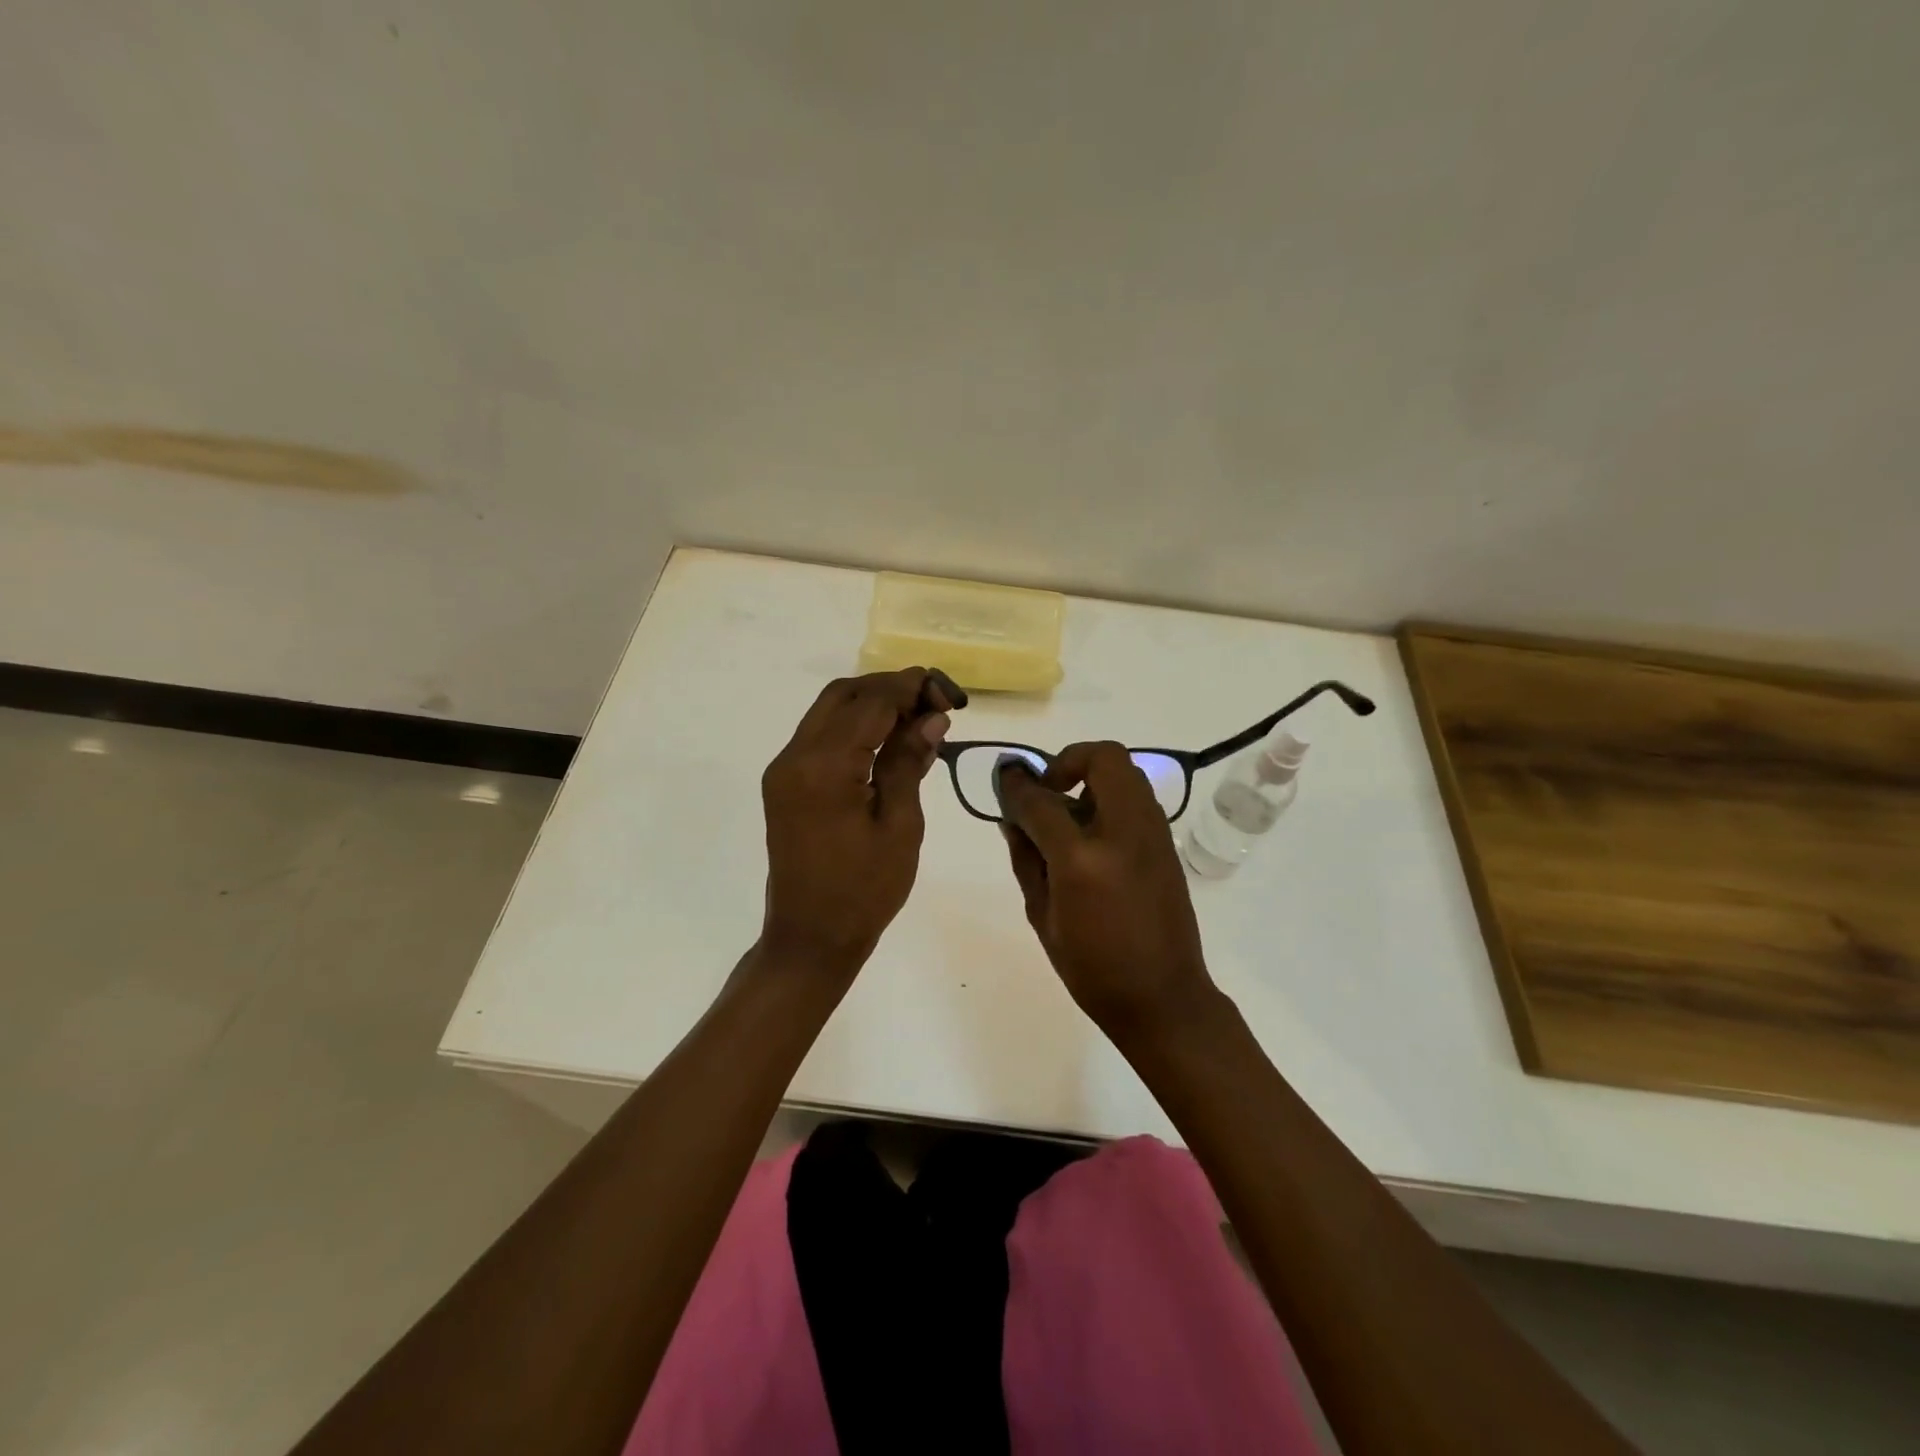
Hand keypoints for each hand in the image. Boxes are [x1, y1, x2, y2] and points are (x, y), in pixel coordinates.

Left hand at [757, 668, 953, 976]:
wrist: (810, 938)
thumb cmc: (864, 891)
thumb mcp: (900, 826)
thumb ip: (909, 762)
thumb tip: (931, 717)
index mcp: (824, 767)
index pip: (871, 703)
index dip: (911, 689)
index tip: (949, 695)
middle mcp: (795, 756)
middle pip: (844, 695)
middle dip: (890, 688)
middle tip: (935, 703)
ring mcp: (784, 768)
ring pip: (829, 710)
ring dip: (872, 703)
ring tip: (918, 717)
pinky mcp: (784, 782)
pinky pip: (820, 735)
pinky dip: (854, 725)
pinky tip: (888, 739)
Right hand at [995, 742, 1218, 1043]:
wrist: (1163, 997)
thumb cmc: (1092, 968)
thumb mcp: (1042, 916)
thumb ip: (1026, 859)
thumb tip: (1012, 818)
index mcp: (1082, 860)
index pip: (1041, 800)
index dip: (1016, 785)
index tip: (1004, 779)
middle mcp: (1123, 833)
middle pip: (1103, 758)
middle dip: (1069, 760)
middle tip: (1048, 790)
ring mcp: (1153, 834)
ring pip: (1126, 771)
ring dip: (1093, 776)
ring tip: (1069, 813)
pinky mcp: (1167, 843)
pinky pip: (1137, 797)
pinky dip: (1111, 796)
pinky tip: (1093, 834)